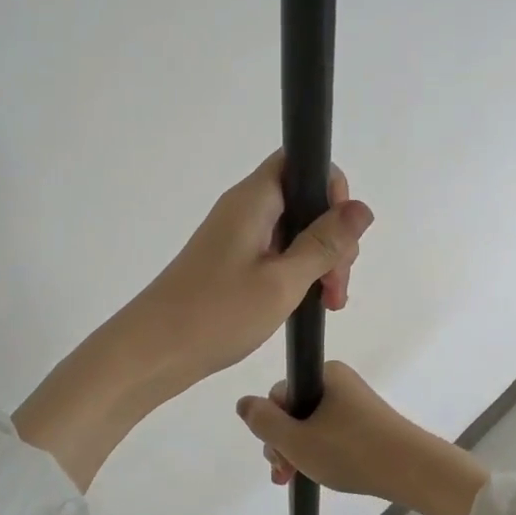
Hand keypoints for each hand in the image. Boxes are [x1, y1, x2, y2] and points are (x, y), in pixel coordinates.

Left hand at [15, 152, 372, 491]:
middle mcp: (244, 209)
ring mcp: (236, 236)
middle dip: (332, 235)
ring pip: (294, 230)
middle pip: (304, 199)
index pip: (302, 162)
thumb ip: (324, 243)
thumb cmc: (216, 313)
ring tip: (329, 302)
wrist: (152, 352)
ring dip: (319, 259)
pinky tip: (309, 302)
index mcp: (254, 200)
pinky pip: (277, 252)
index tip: (343, 235)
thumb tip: (363, 208)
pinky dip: (299, 272)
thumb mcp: (282, 281)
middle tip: (338, 284)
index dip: (331, 188)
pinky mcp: (232, 262)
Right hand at [236, 362, 488, 514]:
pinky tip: (323, 474)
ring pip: (313, 425)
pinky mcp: (369, 423)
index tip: (277, 457)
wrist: (414, 471)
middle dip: (285, 443)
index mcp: (325, 374)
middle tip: (286, 474)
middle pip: (295, 410)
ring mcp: (356, 403)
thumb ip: (264, 422)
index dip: (272, 427)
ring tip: (299, 479)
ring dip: (300, 451)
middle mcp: (340, 381)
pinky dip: (322, 452)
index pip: (280, 394)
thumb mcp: (297, 440)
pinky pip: (333, 433)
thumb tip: (243, 403)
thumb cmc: (352, 451)